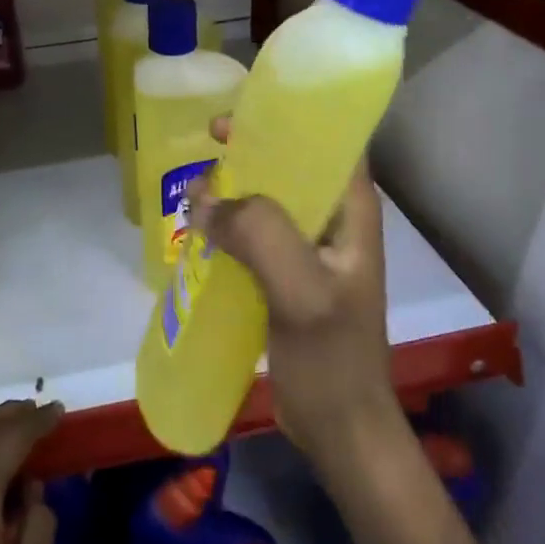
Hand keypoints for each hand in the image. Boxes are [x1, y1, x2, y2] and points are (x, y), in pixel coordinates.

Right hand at [190, 116, 400, 459]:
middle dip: (249, 152)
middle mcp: (332, 219)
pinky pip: (253, 233)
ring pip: (267, 198)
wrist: (339, 428)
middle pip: (290, 164)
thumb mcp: (302, 291)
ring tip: (194, 193)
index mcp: (351, 210)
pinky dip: (226, 224)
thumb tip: (203, 200)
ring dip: (233, 190)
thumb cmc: (333, 358)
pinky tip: (198, 229)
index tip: (241, 115)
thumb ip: (260, 235)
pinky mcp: (285, 274)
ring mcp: (308, 249)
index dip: (290, 118)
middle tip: (206, 151)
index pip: (330, 140)